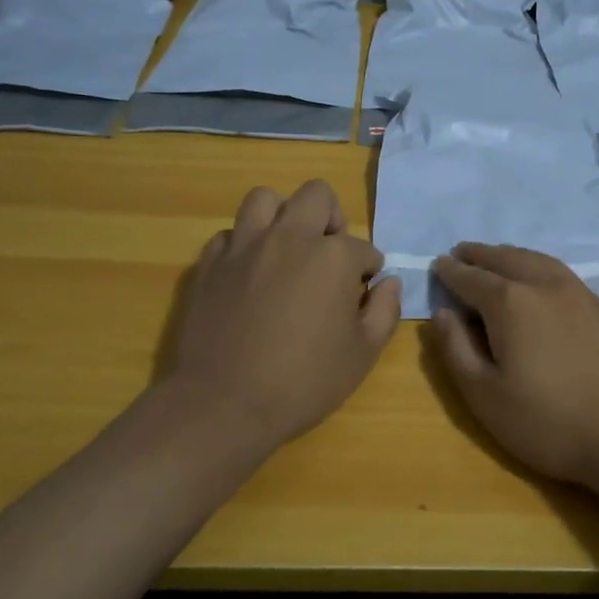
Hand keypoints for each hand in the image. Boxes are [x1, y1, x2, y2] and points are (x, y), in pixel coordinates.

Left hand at [165, 180, 400, 448]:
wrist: (222, 403)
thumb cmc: (303, 382)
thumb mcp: (362, 355)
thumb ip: (384, 311)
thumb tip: (389, 283)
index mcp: (332, 256)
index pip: (363, 247)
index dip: (369, 268)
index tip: (364, 289)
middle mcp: (289, 237)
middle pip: (316, 195)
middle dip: (331, 218)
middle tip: (330, 252)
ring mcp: (244, 246)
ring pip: (265, 199)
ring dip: (282, 215)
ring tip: (287, 247)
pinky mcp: (209, 263)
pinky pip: (230, 234)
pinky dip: (244, 244)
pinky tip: (249, 271)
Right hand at [426, 244, 598, 490]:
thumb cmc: (550, 423)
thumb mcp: (486, 396)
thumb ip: (456, 350)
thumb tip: (442, 313)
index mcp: (510, 302)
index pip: (472, 278)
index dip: (451, 272)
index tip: (438, 264)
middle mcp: (544, 285)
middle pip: (505, 258)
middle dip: (480, 255)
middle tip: (462, 253)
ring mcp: (580, 293)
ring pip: (537, 260)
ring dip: (510, 255)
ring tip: (496, 258)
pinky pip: (560, 272)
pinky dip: (538, 266)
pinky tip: (538, 279)